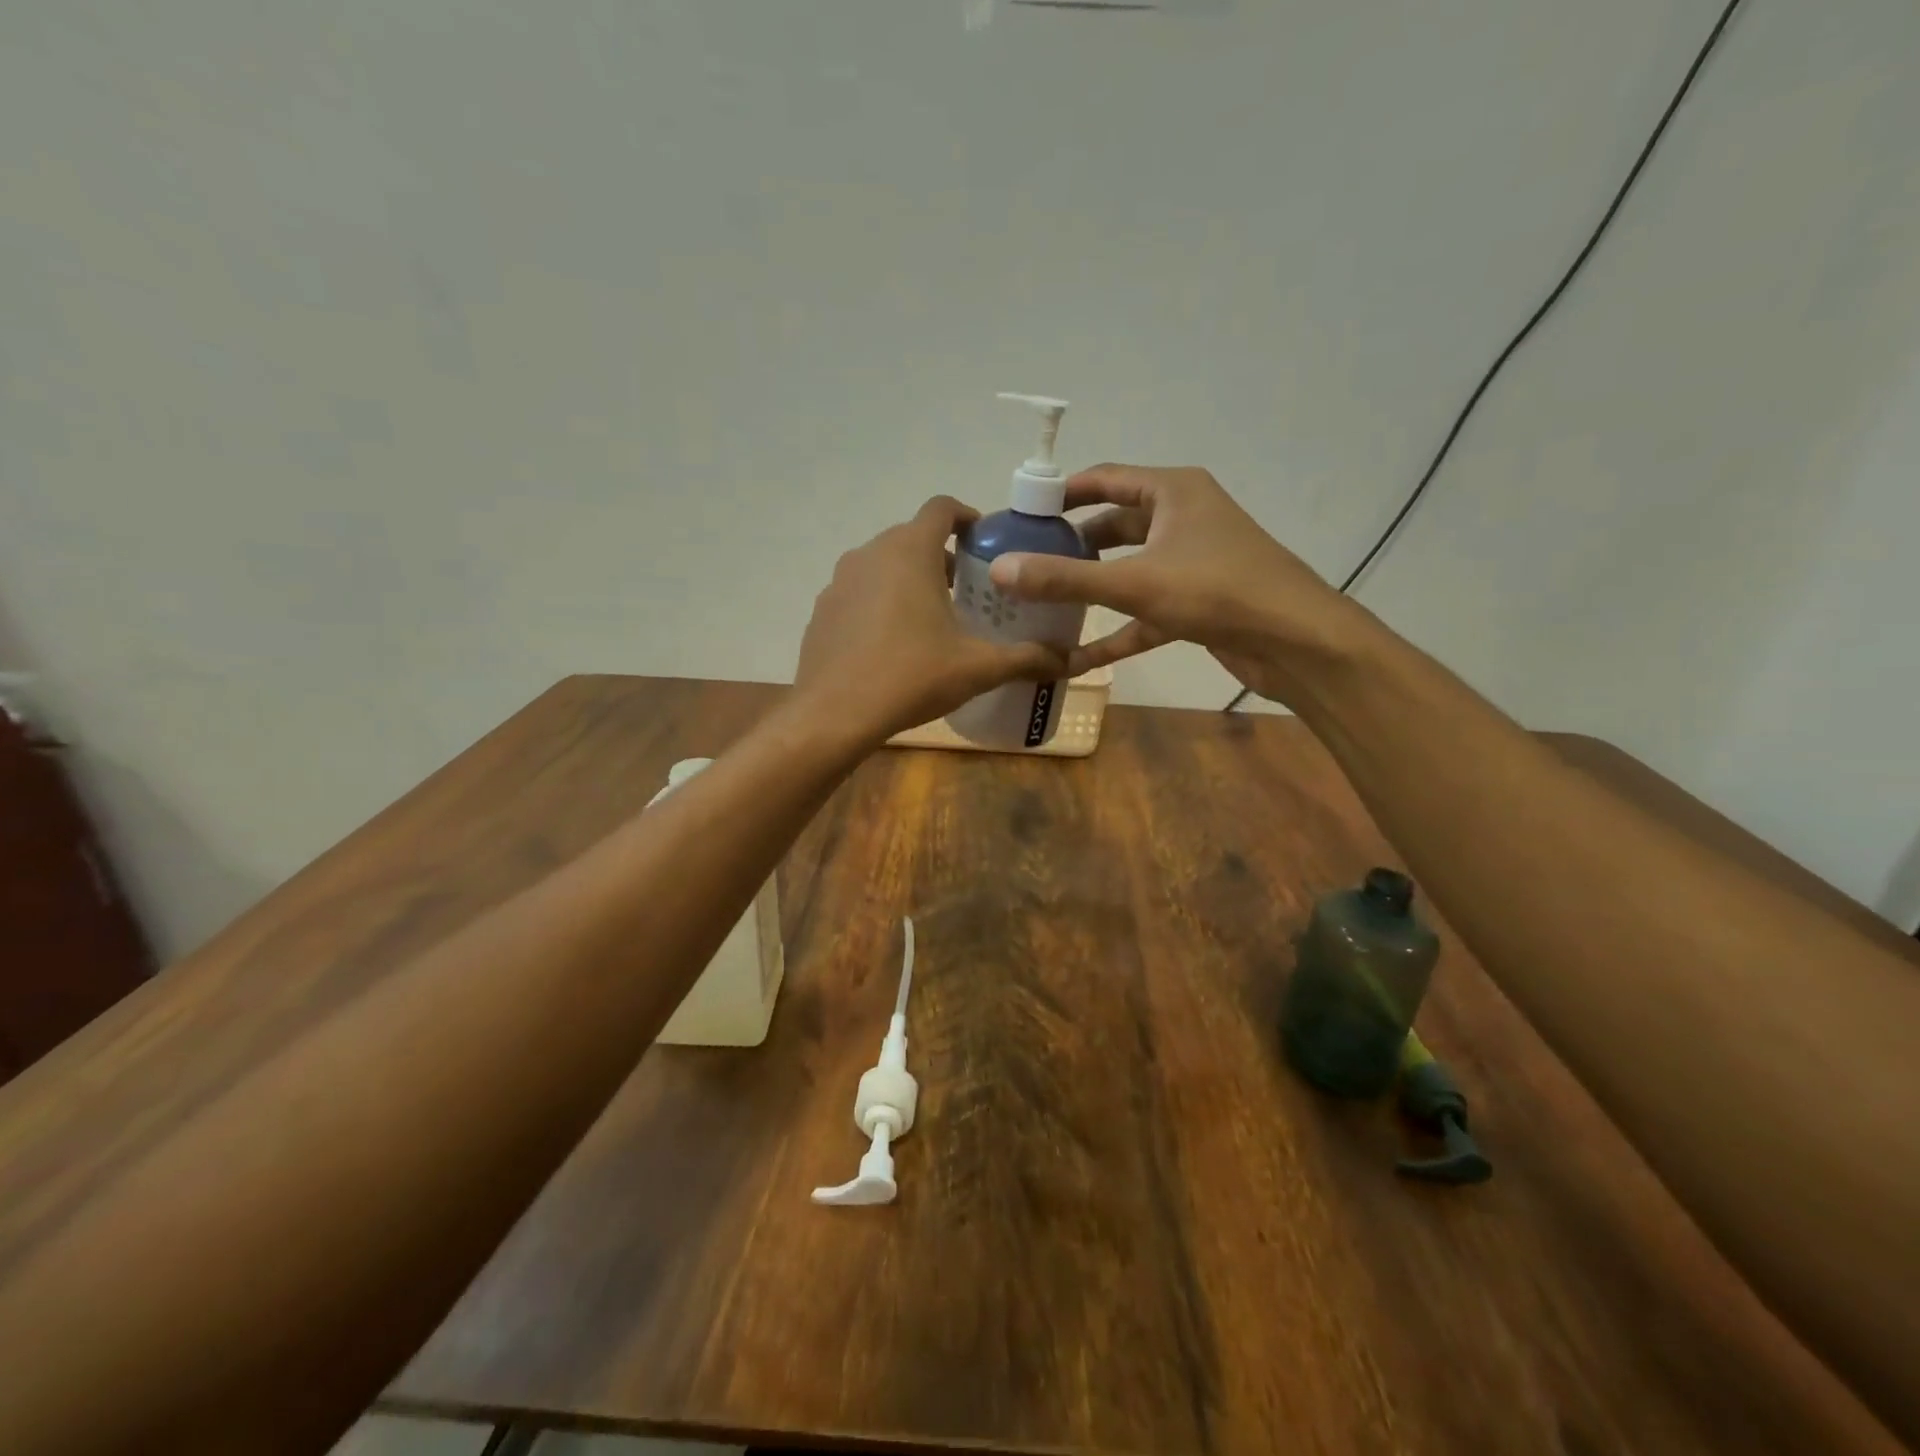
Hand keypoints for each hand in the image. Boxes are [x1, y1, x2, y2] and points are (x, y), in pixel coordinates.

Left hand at [795, 496, 1068, 743]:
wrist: (835, 714)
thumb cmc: (911, 677)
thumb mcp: (977, 668)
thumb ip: (1026, 658)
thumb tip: (1070, 660)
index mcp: (911, 551)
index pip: (942, 508)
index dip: (968, 517)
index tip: (985, 543)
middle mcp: (871, 553)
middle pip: (913, 537)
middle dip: (944, 556)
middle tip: (969, 591)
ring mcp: (840, 580)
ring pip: (884, 564)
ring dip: (911, 579)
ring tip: (933, 618)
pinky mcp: (823, 609)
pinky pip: (860, 592)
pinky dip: (880, 602)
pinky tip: (893, 643)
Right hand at [987, 464, 1368, 704]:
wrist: (1296, 641)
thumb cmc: (1217, 591)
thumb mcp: (1134, 583)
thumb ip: (1066, 579)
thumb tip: (1001, 571)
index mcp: (1172, 492)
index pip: (1105, 479)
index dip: (1061, 494)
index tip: (1021, 514)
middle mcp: (1182, 518)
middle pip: (1114, 526)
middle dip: (1071, 547)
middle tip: (1026, 564)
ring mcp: (1191, 562)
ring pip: (1128, 570)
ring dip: (1091, 589)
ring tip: (1043, 605)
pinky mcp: (1196, 603)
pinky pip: (1143, 611)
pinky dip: (1114, 631)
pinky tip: (1076, 658)